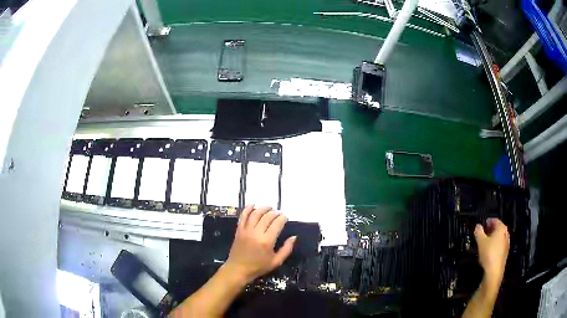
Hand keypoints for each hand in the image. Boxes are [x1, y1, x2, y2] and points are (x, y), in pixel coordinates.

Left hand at [224, 205, 295, 283]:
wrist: (238, 269)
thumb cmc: (259, 267)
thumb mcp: (276, 261)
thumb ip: (287, 249)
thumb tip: (294, 237)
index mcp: (267, 241)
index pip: (277, 224)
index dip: (282, 218)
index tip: (285, 217)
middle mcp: (256, 233)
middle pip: (267, 217)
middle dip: (275, 213)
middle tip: (279, 213)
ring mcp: (246, 230)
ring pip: (255, 214)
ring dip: (263, 208)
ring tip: (269, 207)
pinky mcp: (239, 230)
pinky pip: (243, 216)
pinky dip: (248, 209)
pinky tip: (253, 204)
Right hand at [474, 218, 509, 287]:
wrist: (494, 271)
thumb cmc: (488, 254)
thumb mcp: (480, 242)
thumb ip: (478, 232)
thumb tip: (477, 226)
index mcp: (501, 228)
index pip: (496, 220)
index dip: (489, 221)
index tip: (484, 223)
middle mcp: (506, 234)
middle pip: (499, 228)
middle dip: (492, 229)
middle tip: (485, 231)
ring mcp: (506, 244)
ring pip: (500, 237)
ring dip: (494, 237)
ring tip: (486, 241)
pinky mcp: (505, 253)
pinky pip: (500, 245)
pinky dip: (496, 244)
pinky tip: (490, 250)